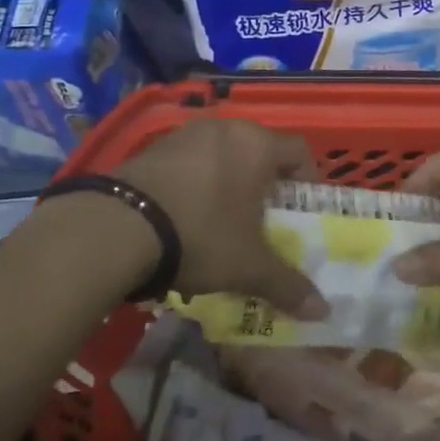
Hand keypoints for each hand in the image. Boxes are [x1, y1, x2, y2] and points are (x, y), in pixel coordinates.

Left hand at [115, 118, 326, 316]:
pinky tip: (184, 217)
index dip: (307, 181)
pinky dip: (194, 184)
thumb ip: (287, 285)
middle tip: (264, 220)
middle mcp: (224, 128)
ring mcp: (184, 134)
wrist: (116, 227)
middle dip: (265, 185)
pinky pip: (187, 163)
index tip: (300, 212)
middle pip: (259, 151)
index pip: (299, 152)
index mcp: (257, 144)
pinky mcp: (150, 148)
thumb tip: (323, 311)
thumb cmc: (201, 234)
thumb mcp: (248, 266)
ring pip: (221, 155)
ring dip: (228, 183)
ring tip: (222, 221)